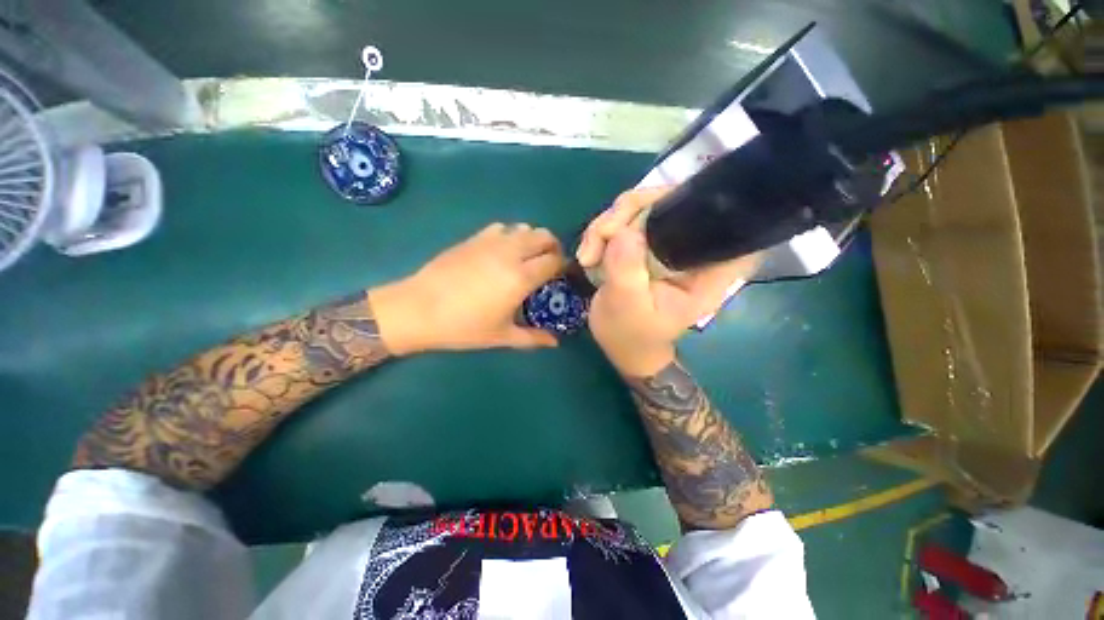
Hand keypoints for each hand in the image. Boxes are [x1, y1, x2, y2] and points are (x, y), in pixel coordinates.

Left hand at [370, 223, 564, 353]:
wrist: (418, 309)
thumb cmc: (463, 327)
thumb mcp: (502, 336)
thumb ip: (533, 338)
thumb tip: (555, 343)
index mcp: (521, 278)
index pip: (554, 261)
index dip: (563, 265)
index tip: (562, 275)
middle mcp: (510, 253)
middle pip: (544, 236)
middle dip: (553, 247)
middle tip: (549, 264)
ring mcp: (491, 242)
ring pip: (524, 228)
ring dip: (533, 239)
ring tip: (527, 257)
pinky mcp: (474, 238)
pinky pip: (502, 228)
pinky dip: (510, 235)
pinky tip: (502, 251)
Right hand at [576, 186, 761, 320]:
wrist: (619, 342)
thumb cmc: (631, 334)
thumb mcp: (628, 308)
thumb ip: (627, 273)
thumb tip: (622, 232)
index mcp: (706, 269)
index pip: (722, 221)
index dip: (695, 204)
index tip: (657, 214)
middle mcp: (690, 248)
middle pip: (669, 201)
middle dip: (628, 212)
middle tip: (600, 237)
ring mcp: (665, 242)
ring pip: (639, 207)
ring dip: (606, 224)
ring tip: (588, 256)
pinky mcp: (643, 242)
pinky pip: (621, 220)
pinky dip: (600, 232)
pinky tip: (588, 255)